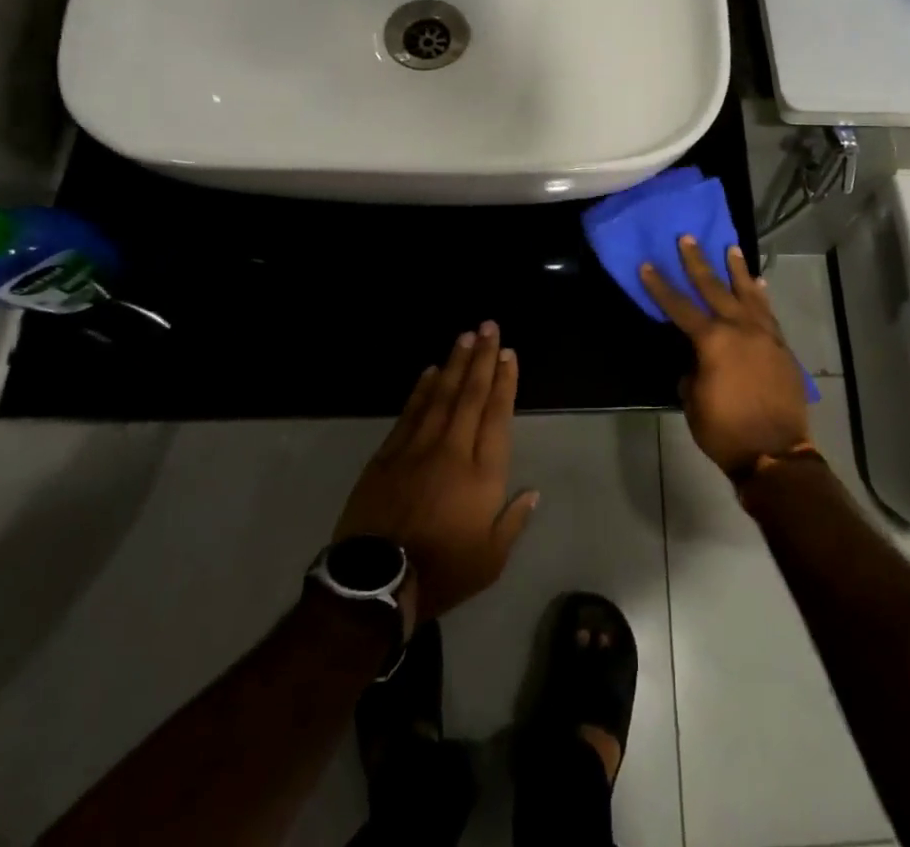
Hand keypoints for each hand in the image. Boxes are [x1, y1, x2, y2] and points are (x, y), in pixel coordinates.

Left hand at [334, 323, 539, 621]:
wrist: (376, 583)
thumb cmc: (443, 572)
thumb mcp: (491, 560)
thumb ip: (514, 522)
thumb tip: (533, 492)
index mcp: (482, 473)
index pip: (497, 415)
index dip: (504, 382)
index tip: (508, 354)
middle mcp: (453, 449)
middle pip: (470, 394)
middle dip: (482, 358)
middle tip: (488, 326)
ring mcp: (417, 448)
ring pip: (440, 395)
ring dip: (454, 363)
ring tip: (465, 336)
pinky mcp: (387, 455)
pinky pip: (410, 412)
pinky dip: (421, 389)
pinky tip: (430, 371)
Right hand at [641, 237, 812, 476]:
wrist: (775, 453)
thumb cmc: (725, 430)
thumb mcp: (693, 401)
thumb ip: (692, 370)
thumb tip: (697, 359)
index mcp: (712, 341)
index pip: (679, 306)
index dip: (660, 286)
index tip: (647, 264)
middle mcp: (739, 328)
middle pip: (714, 288)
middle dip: (698, 262)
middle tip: (688, 238)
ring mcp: (764, 334)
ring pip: (748, 293)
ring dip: (737, 269)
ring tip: (731, 247)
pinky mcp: (781, 346)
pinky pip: (768, 312)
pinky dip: (761, 295)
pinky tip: (758, 283)